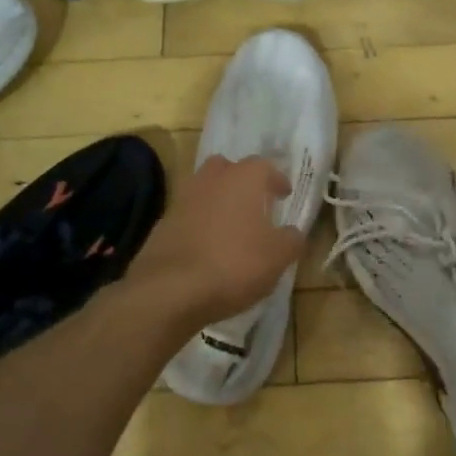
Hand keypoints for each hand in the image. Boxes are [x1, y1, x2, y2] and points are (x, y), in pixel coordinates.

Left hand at [125, 155, 306, 331]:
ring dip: (217, 201)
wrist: (170, 289)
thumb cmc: (234, 264)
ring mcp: (182, 200)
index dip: (276, 179)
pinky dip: (198, 224)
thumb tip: (293, 232)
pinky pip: (187, 215)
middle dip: (240, 180)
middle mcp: (210, 180)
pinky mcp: (162, 225)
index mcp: (243, 179)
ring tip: (230, 225)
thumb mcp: (278, 257)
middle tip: (254, 202)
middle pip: (227, 168)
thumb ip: (292, 240)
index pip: (264, 166)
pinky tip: (206, 247)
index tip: (284, 194)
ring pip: (203, 189)